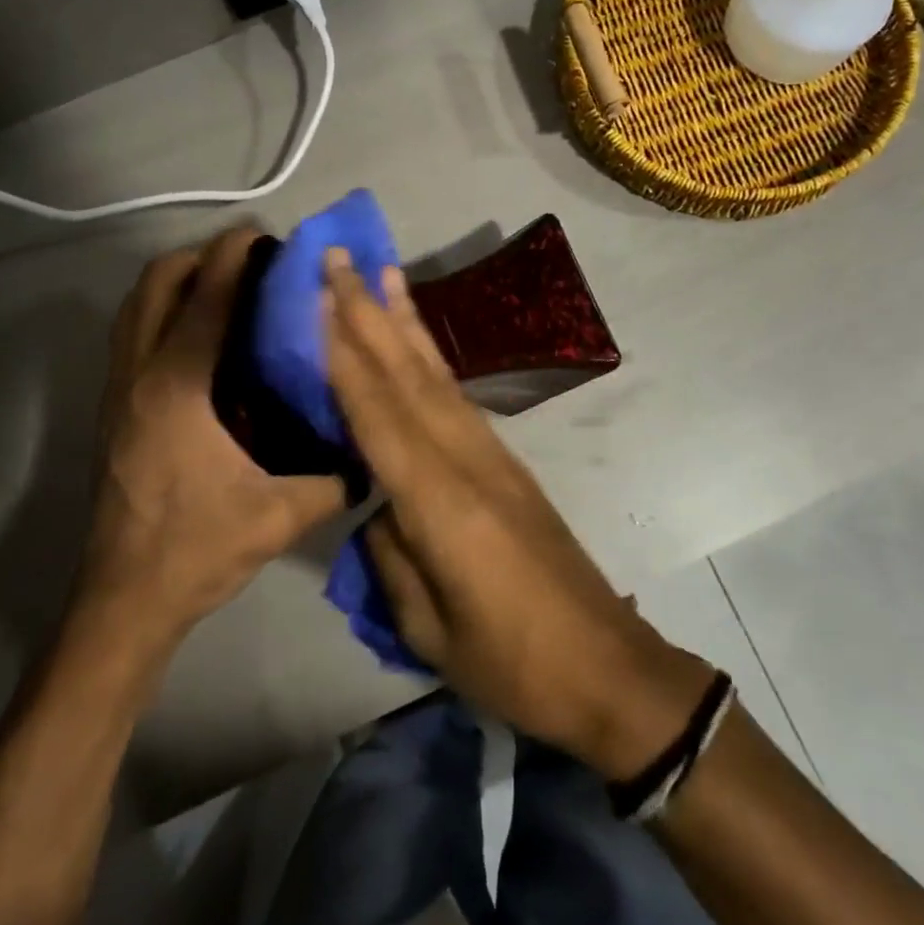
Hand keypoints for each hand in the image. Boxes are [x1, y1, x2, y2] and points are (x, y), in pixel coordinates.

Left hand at [77, 228, 347, 646]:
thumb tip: (372, 454)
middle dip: (200, 258)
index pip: (206, 299)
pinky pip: (132, 334)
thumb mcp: (281, 515)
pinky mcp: (112, 409)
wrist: (124, 600)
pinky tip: (201, 336)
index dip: (235, 256)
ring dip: (176, 281)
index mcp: (178, 389)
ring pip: (135, 306)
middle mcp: (139, 376)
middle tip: (250, 263)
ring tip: (225, 286)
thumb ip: (335, 480)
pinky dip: (162, 312)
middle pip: (156, 284)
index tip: (266, 235)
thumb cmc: (197, 550)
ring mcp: (117, 391)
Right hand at [323, 249, 712, 779]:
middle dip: (369, 312)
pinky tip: (417, 344)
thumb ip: (393, 556)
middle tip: (340, 258)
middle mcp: (467, 460)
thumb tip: (376, 508)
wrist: (607, 666)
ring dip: (405, 322)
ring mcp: (493, 456)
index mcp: (441, 502)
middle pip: (409, 376)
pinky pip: (457, 399)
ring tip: (383, 273)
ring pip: (437, 376)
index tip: (317, 299)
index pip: (378, 414)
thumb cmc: (513, 663)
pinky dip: (430, 361)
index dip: (344, 354)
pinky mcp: (507, 464)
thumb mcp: (431, 629)